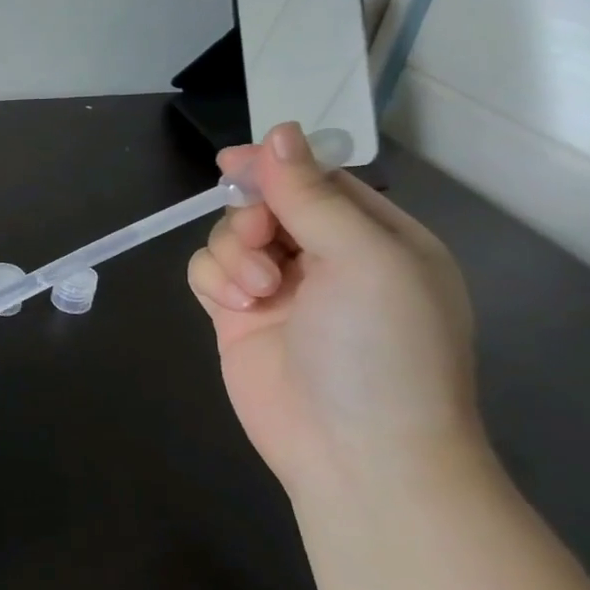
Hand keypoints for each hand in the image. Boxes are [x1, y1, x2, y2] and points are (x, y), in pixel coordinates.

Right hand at [186, 122, 483, 498]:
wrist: (358, 457)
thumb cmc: (381, 350)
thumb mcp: (364, 259)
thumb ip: (313, 195)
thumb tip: (278, 132)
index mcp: (375, 238)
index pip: (318, 180)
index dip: (276, 165)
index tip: (233, 160)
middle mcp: (326, 259)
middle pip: (265, 203)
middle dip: (251, 214)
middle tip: (260, 238)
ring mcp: (279, 290)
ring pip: (229, 235)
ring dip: (233, 251)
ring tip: (257, 292)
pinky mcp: (238, 319)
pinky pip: (207, 272)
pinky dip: (213, 279)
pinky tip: (235, 306)